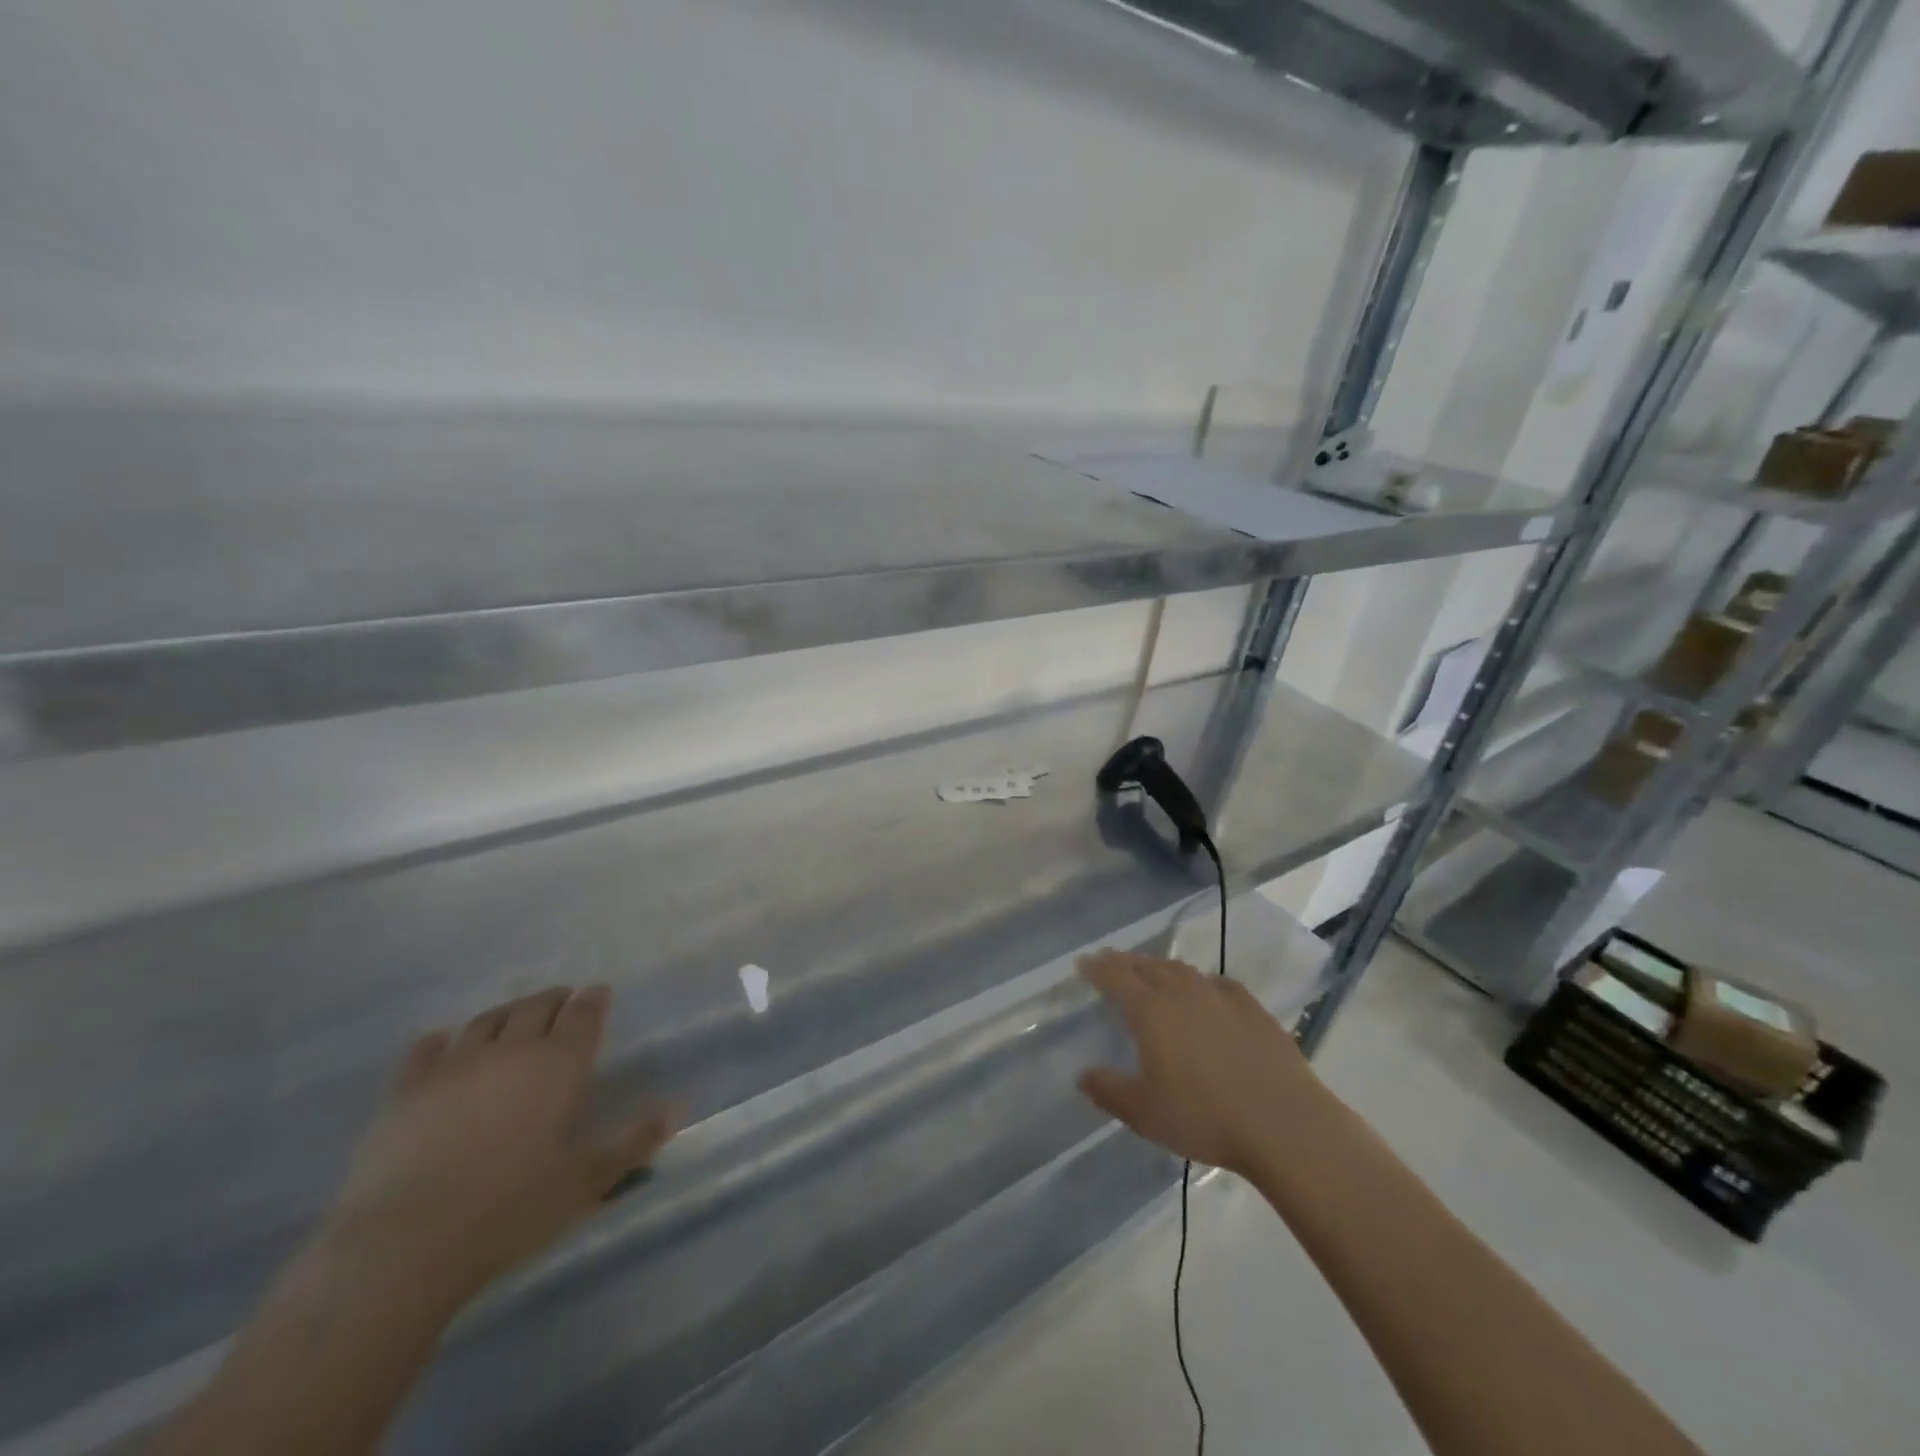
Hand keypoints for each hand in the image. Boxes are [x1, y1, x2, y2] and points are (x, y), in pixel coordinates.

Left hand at [322, 984, 675, 1304]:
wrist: (404, 1244)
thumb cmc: (511, 1210)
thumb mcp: (587, 1181)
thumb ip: (635, 1140)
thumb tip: (677, 1106)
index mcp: (559, 1065)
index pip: (583, 1015)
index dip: (594, 1000)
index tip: (600, 993)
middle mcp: (511, 1050)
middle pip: (536, 1007)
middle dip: (554, 1000)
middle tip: (563, 1002)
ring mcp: (454, 1066)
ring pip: (486, 1021)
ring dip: (506, 1013)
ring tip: (513, 1019)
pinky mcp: (405, 1091)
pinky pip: (426, 1050)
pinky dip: (440, 1041)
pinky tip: (442, 1042)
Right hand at [1076, 949, 1320, 1175]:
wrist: (1285, 1124)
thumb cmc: (1205, 1117)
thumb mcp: (1145, 1113)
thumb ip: (1109, 1090)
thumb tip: (1083, 1075)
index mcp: (1151, 1011)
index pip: (1116, 976)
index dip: (1097, 967)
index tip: (1084, 963)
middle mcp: (1183, 993)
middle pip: (1148, 966)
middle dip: (1126, 962)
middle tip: (1112, 962)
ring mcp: (1221, 996)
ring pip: (1183, 971)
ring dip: (1162, 968)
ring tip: (1153, 973)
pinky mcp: (1253, 1008)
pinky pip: (1218, 984)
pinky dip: (1202, 982)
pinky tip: (1207, 992)